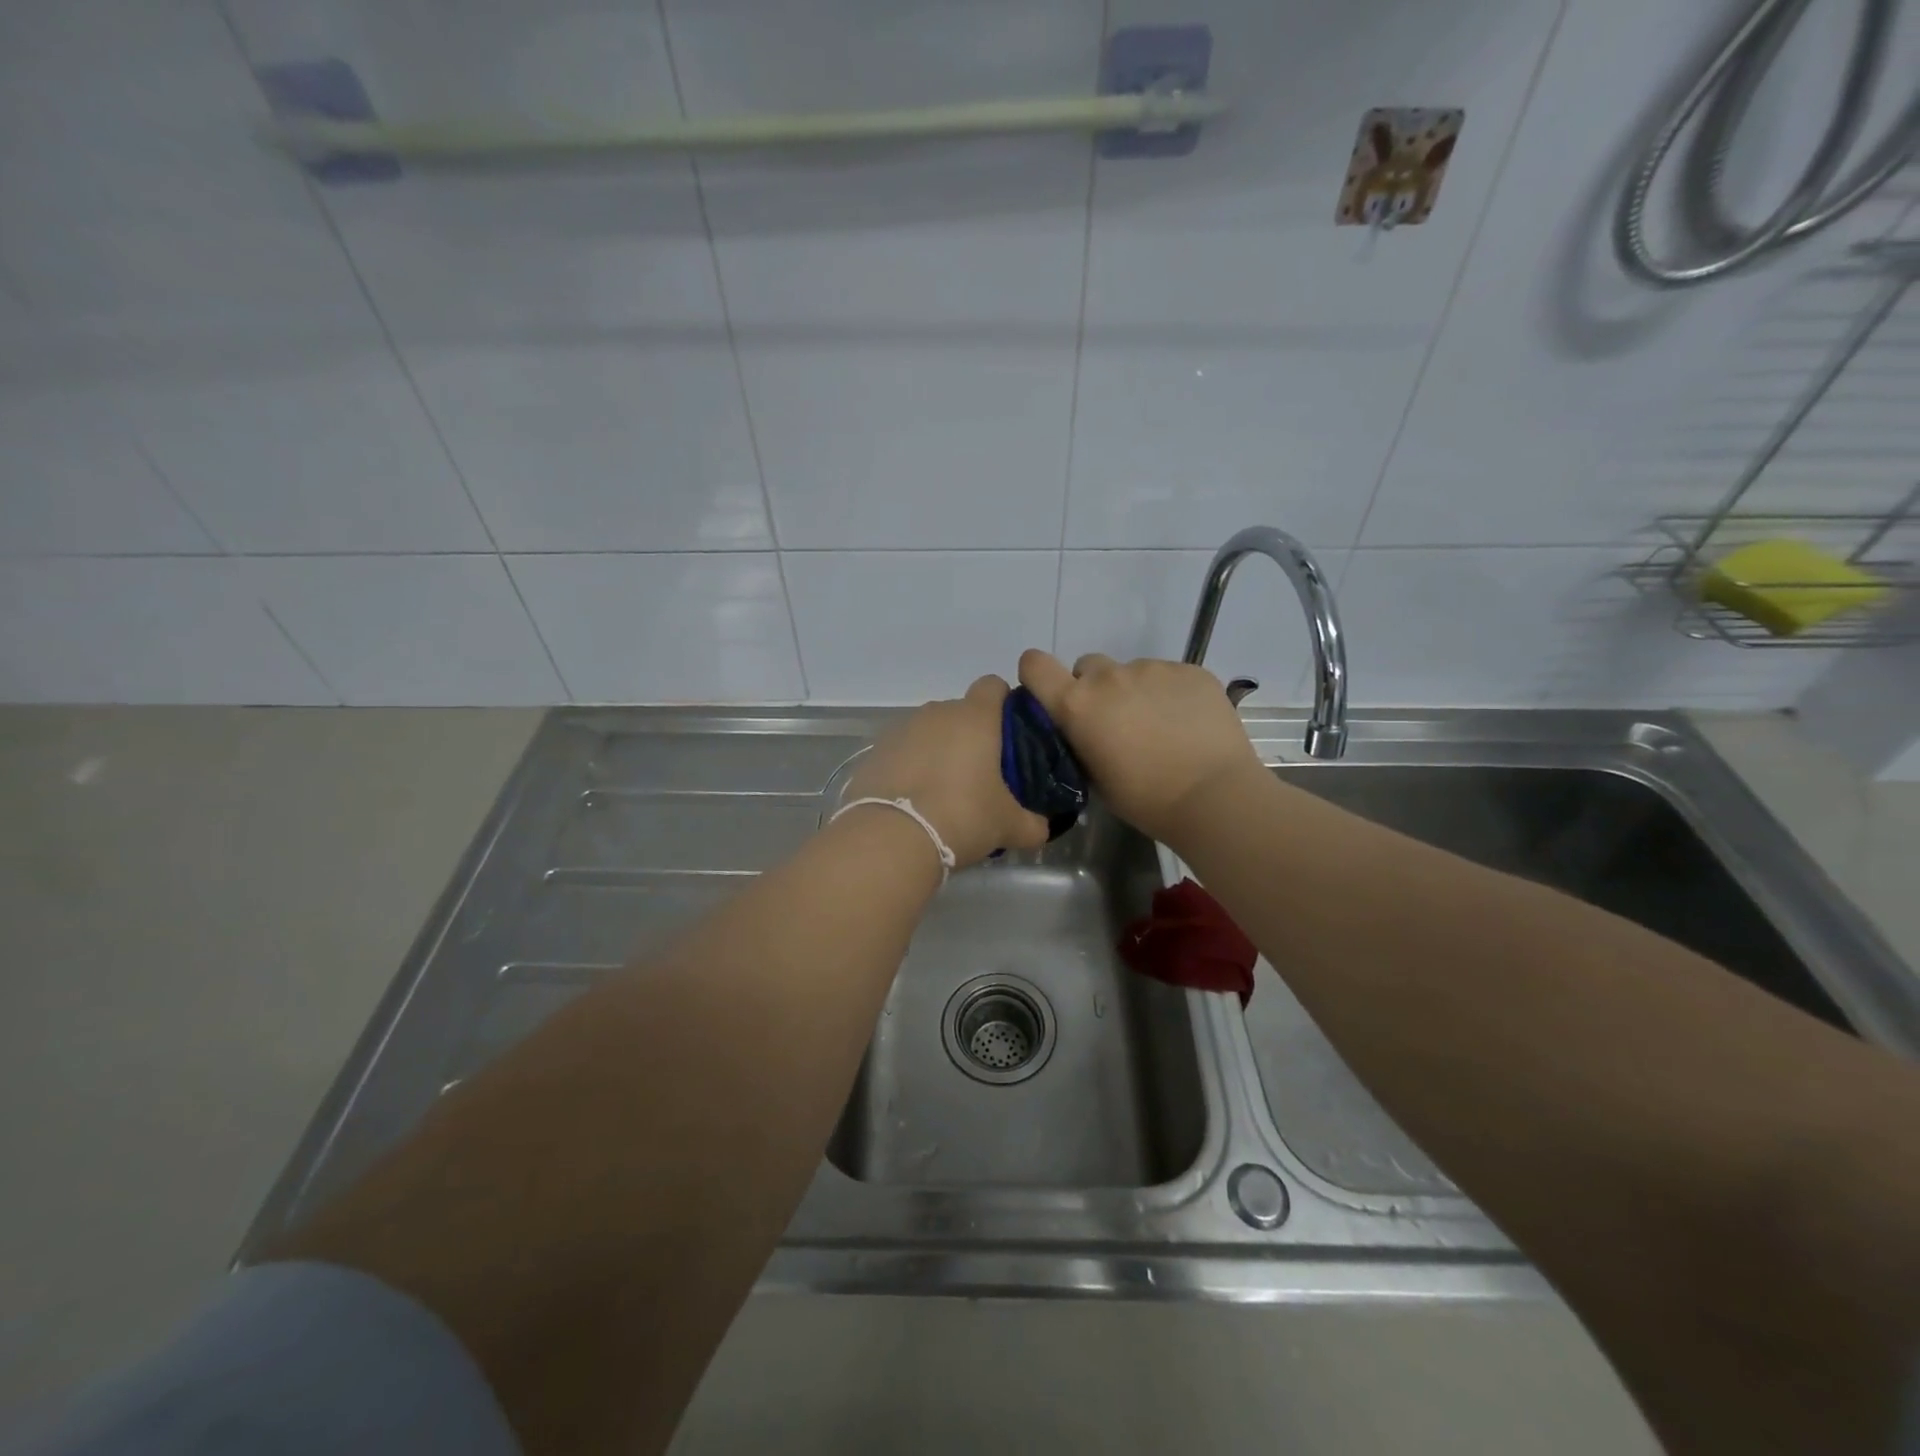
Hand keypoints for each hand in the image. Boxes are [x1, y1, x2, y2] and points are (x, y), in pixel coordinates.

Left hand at [845, 675, 1049, 866]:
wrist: (890, 837)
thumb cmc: (962, 816)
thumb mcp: (1009, 826)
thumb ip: (1033, 823)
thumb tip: (1042, 827)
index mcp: (975, 717)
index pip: (993, 686)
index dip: (1004, 704)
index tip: (1010, 734)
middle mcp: (936, 713)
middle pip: (960, 713)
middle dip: (971, 737)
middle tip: (981, 776)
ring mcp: (900, 730)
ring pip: (928, 733)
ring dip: (938, 752)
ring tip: (944, 793)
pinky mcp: (874, 752)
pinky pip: (901, 753)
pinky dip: (910, 769)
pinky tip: (914, 801)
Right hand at [1017, 650, 1264, 845]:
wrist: (1214, 797)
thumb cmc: (1145, 799)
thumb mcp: (1094, 778)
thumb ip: (1079, 741)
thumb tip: (1082, 730)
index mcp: (1077, 705)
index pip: (1035, 665)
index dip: (1039, 675)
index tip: (1051, 693)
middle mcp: (1109, 677)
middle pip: (1088, 667)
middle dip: (1095, 688)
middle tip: (1117, 722)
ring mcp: (1153, 668)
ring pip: (1132, 671)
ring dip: (1136, 692)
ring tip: (1161, 727)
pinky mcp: (1190, 670)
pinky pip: (1169, 675)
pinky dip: (1171, 694)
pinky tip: (1188, 724)